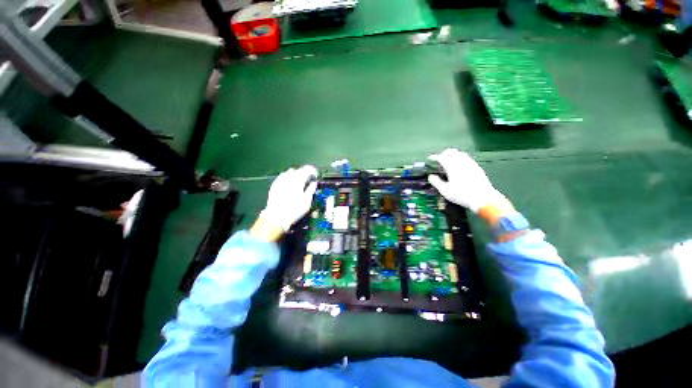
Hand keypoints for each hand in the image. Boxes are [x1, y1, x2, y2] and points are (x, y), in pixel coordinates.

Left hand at [258, 165, 317, 232]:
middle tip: (309, 179)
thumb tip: (314, 183)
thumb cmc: (294, 210)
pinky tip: (289, 183)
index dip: (313, 171)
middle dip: (305, 172)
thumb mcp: (307, 201)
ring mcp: (281, 180)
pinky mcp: (275, 184)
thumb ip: (311, 190)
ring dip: (297, 174)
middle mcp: (289, 177)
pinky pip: (283, 176)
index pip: (307, 170)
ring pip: (290, 171)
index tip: (315, 176)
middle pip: (299, 169)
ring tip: (300, 181)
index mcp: (298, 180)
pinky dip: (288, 177)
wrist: (276, 217)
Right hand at [428, 149, 505, 213]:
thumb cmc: (461, 195)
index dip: (435, 157)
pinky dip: (461, 159)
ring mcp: (470, 164)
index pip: (441, 157)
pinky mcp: (477, 167)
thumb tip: (430, 177)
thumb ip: (436, 182)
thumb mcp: (445, 190)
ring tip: (449, 161)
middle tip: (440, 159)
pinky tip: (460, 166)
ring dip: (453, 155)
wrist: (483, 198)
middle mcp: (461, 162)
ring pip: (460, 153)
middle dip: (444, 153)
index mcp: (452, 167)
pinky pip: (467, 158)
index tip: (431, 158)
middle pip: (452, 152)